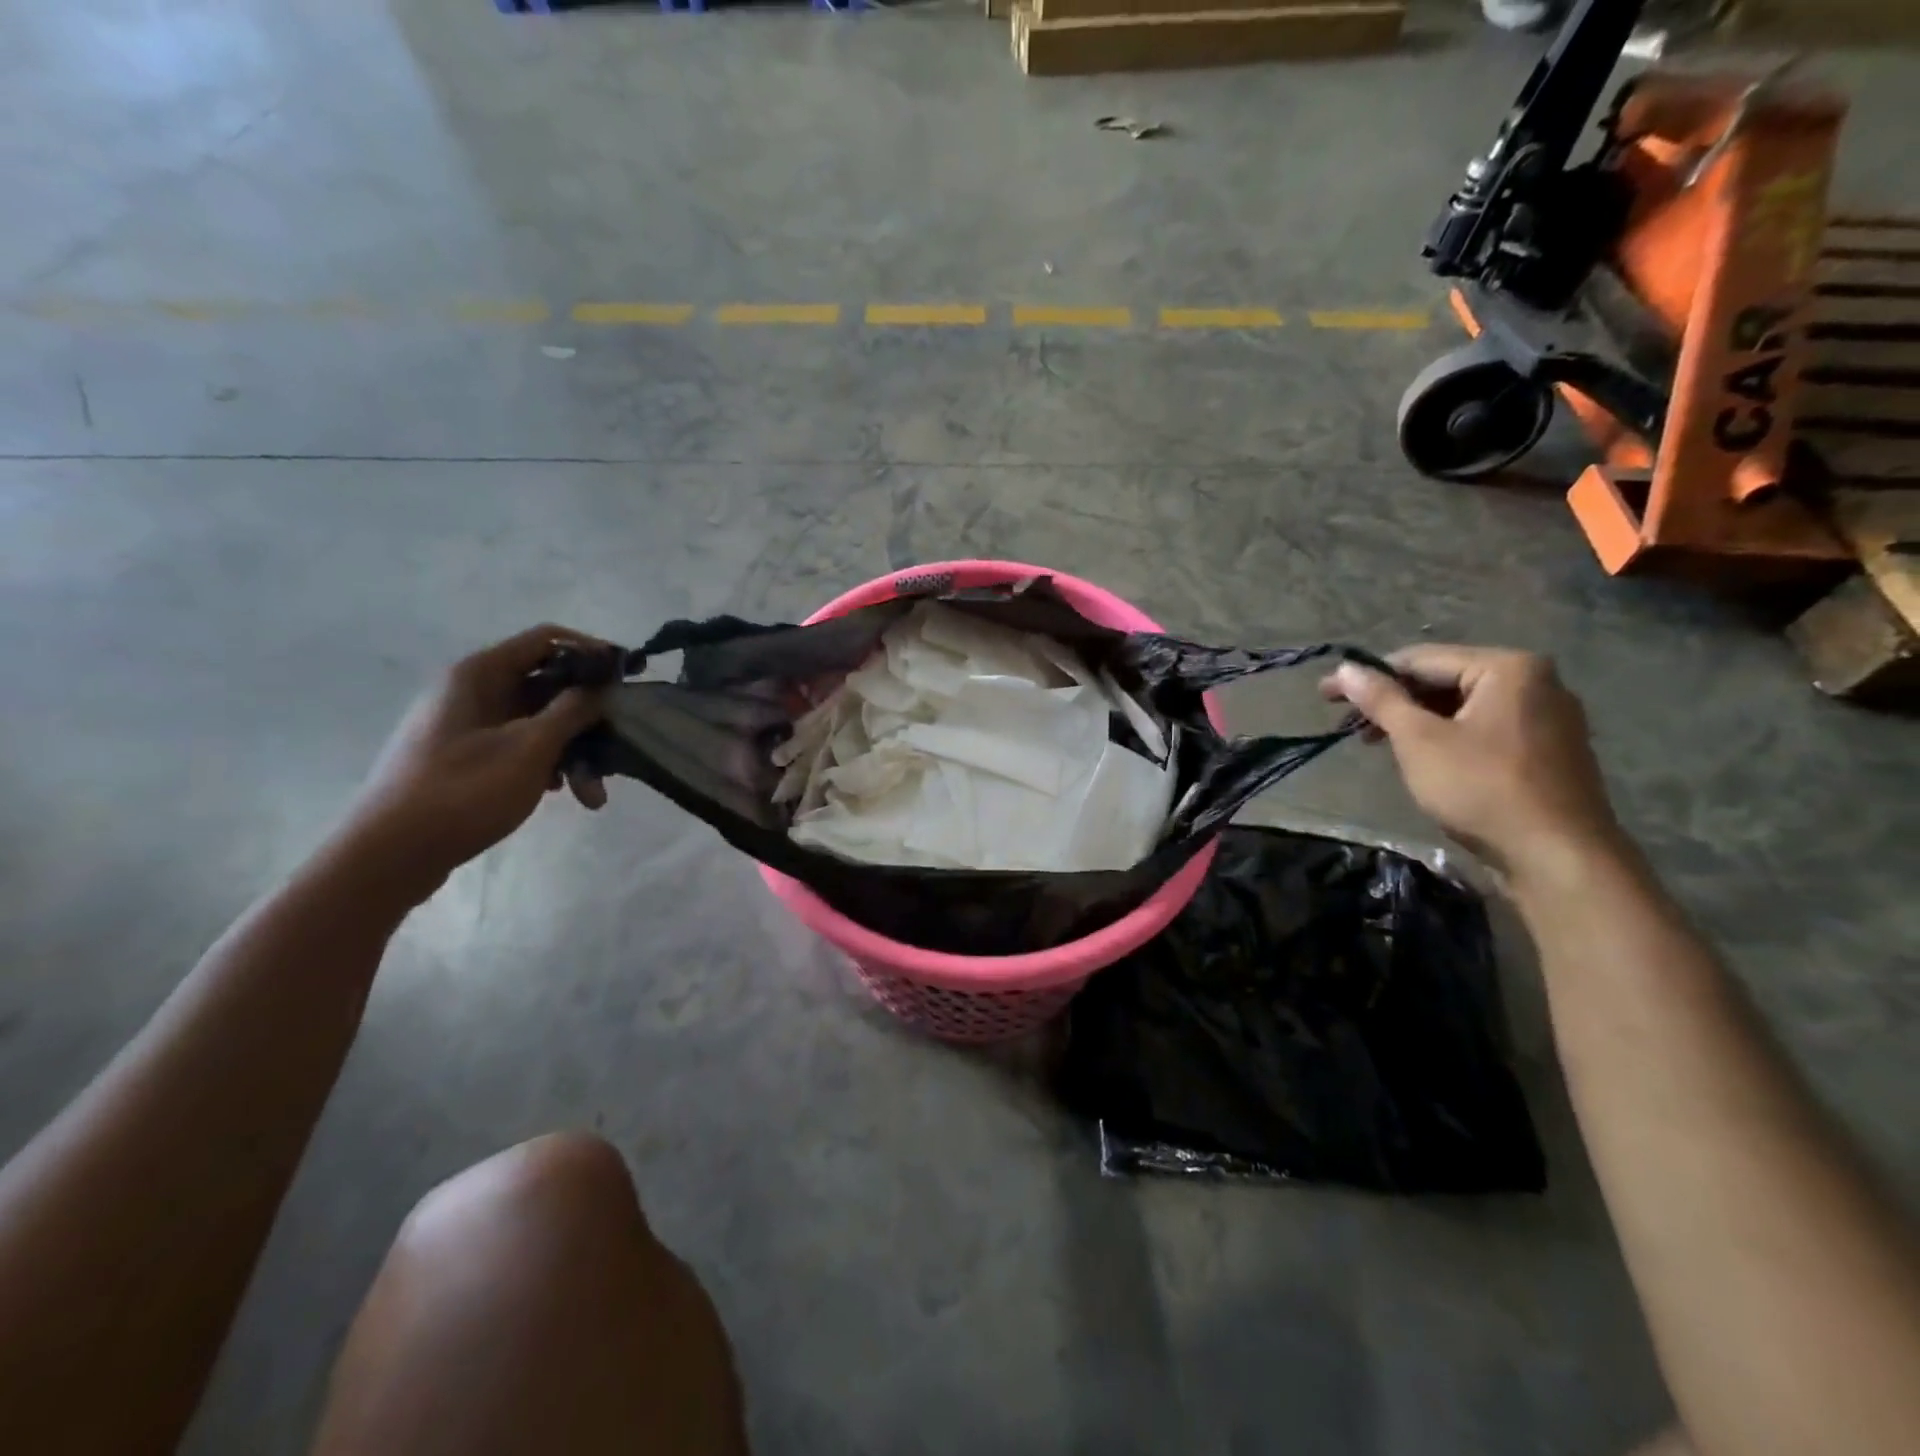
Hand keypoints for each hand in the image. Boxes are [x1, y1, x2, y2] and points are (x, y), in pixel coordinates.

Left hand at [339, 626, 608, 901]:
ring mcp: (467, 725)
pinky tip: (563, 794)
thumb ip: (573, 710)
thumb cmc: (464, 791)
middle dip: (588, 718)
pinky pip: (519, 745)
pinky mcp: (465, 757)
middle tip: (621, 744)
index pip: (547, 640)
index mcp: (480, 674)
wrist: (390, 854)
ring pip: (537, 722)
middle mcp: (472, 691)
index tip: (629, 676)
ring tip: (593, 794)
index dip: (592, 652)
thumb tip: (602, 686)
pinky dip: (547, 764)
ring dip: (573, 751)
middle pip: (547, 685)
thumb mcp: (531, 748)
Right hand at [1322, 644, 1623, 877]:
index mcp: (1508, 668)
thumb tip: (1345, 668)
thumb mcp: (1419, 740)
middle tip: (1349, 726)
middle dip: (1393, 702)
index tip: (1326, 695)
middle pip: (1444, 680)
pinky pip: (1485, 728)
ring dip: (1416, 721)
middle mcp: (1537, 682)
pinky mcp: (1550, 750)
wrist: (1558, 857)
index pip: (1421, 659)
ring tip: (1379, 744)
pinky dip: (1447, 737)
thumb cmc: (1482, 787)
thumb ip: (1381, 699)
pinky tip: (1423, 759)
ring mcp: (1549, 717)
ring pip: (1463, 707)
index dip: (1367, 677)